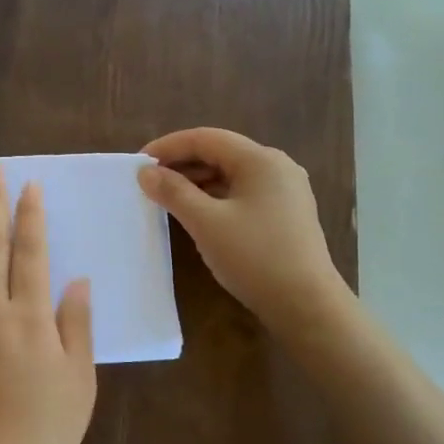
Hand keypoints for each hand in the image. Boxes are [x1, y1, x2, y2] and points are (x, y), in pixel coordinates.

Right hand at [138, 128, 349, 330]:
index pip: (206, 138)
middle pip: (220, 153)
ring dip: (198, 181)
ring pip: (232, 175)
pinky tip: (197, 213)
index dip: (168, 146)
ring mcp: (285, 191)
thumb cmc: (255, 257)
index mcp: (260, 160)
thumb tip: (145, 172)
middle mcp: (276, 167)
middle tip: (148, 182)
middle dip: (182, 164)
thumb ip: (174, 192)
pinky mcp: (286, 213)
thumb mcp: (206, 223)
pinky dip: (216, 197)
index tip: (138, 163)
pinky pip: (243, 193)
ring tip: (166, 197)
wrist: (306, 304)